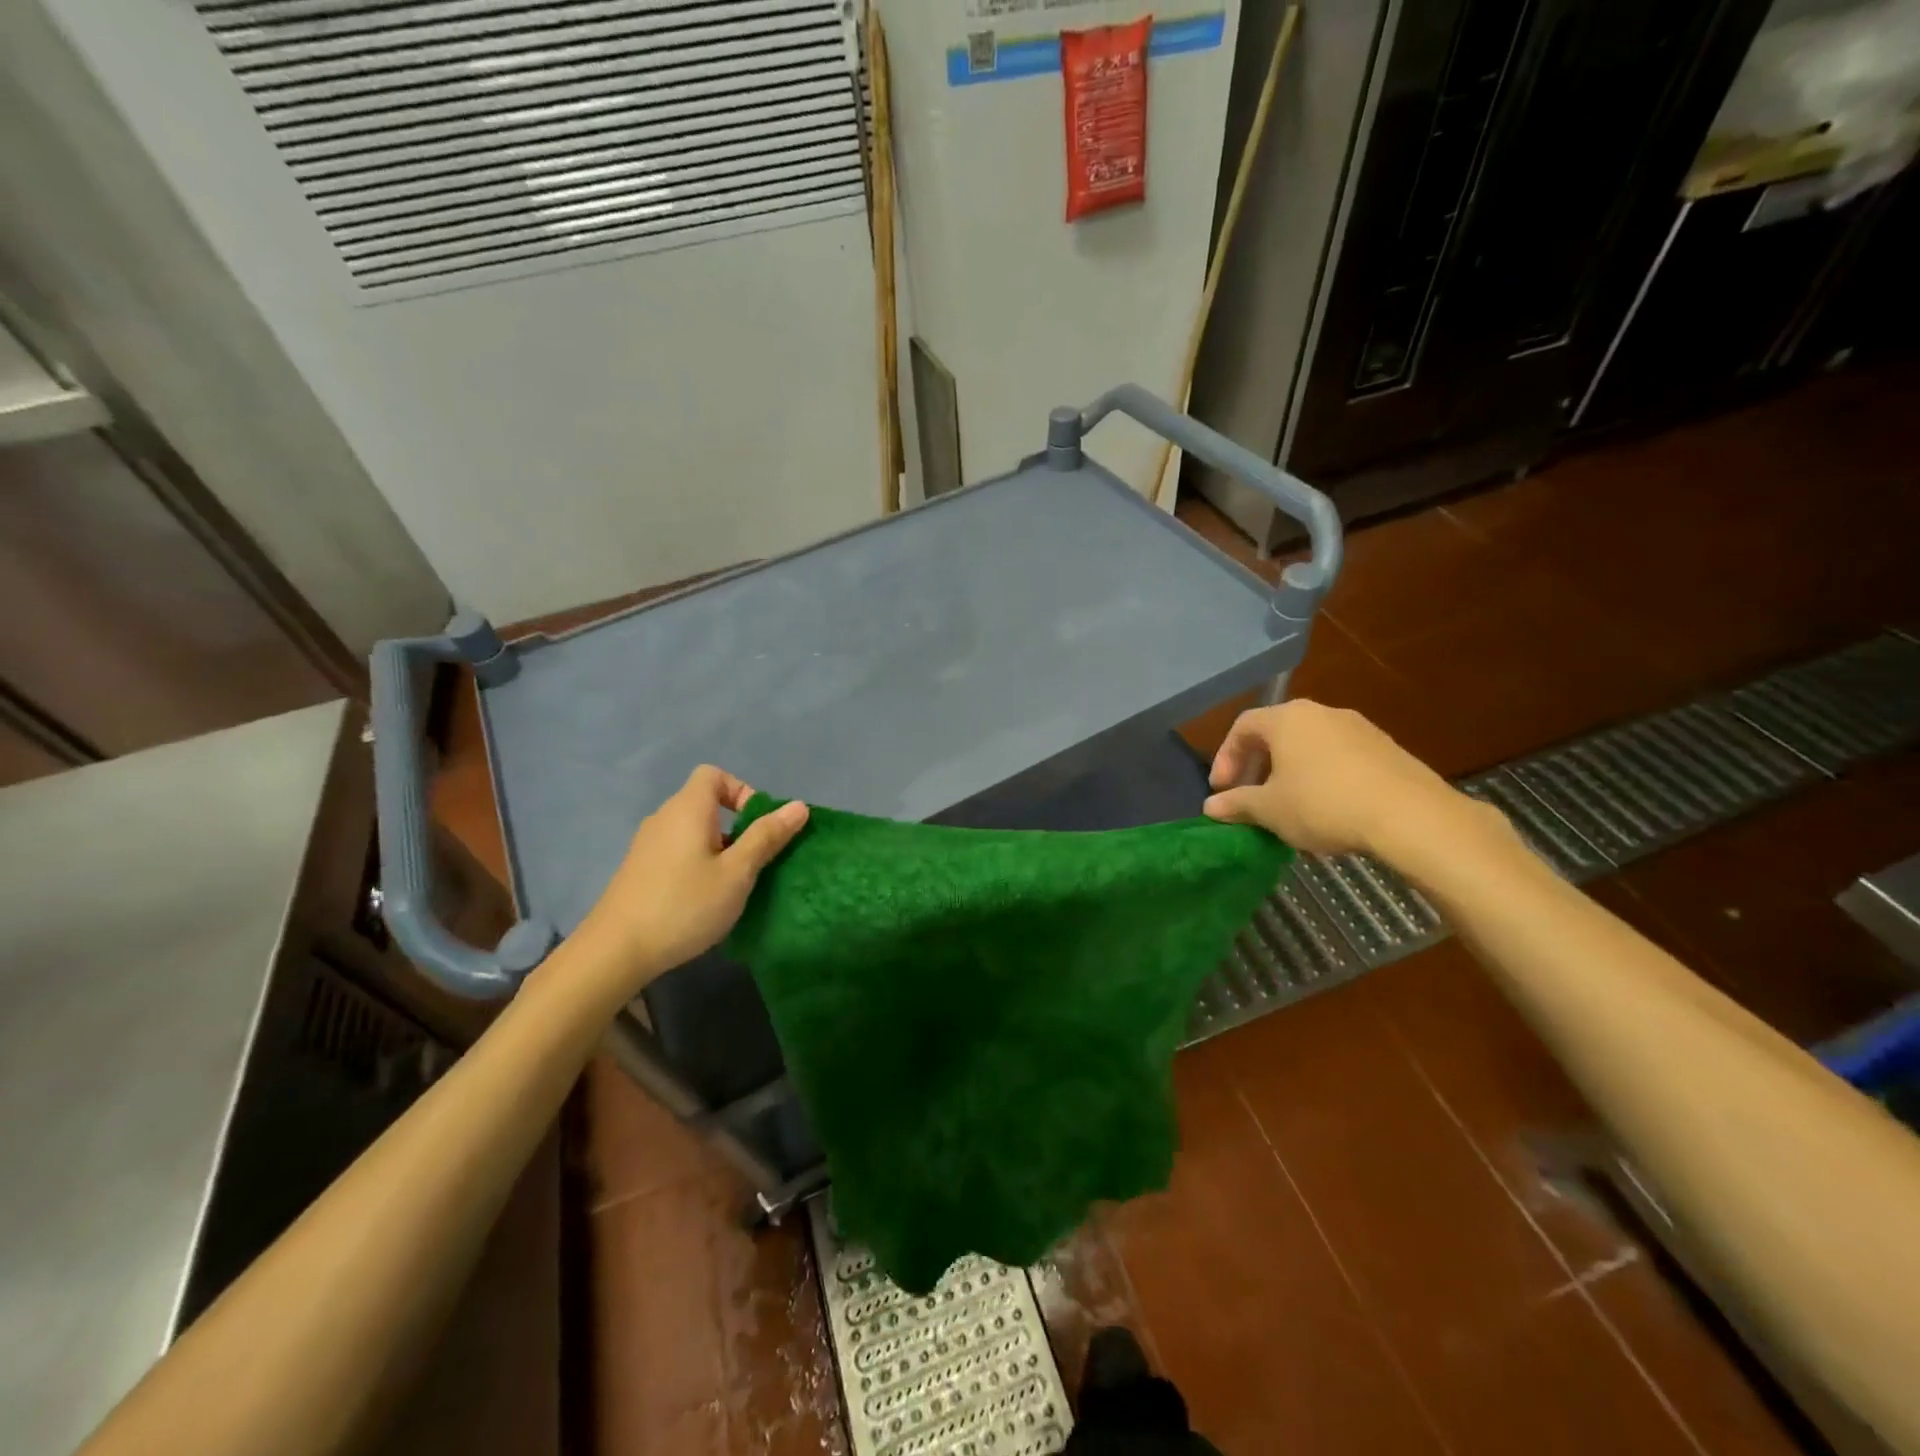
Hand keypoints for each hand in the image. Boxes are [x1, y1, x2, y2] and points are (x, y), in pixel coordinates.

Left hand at [574, 766, 808, 998]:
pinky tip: (703, 899)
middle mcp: (664, 818)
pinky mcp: (639, 870)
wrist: (615, 951)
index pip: (714, 775)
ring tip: (733, 884)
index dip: (742, 791)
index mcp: (688, 809)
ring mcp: (647, 845)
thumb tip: (798, 806)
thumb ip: (767, 837)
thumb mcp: (737, 872)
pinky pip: (678, 851)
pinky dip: (697, 863)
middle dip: (737, 826)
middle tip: (754, 861)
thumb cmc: (684, 905)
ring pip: (693, 831)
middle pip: (705, 803)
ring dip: (719, 848)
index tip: (758, 826)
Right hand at [1202, 700, 1482, 858]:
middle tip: (1251, 797)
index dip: (1225, 757)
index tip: (1222, 790)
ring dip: (1291, 772)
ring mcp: (1359, 728)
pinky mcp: (1387, 749)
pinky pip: (1340, 758)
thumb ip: (1236, 804)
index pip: (1243, 726)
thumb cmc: (1323, 804)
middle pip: (1277, 733)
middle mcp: (1322, 713)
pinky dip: (1323, 777)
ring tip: (1288, 807)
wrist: (1411, 816)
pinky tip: (1327, 809)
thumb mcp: (1270, 809)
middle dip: (1258, 766)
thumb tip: (1210, 808)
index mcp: (1287, 718)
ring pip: (1310, 746)